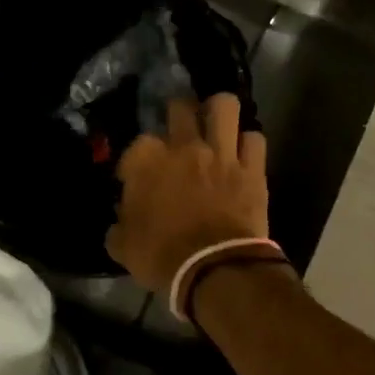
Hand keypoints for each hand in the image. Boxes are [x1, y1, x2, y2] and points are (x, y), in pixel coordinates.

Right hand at [106, 93, 268, 292]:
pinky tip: (243, 153)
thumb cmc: (163, 257)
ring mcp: (222, 153)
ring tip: (215, 123)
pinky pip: (254, 138)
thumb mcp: (124, 247)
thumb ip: (120, 226)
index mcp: (147, 161)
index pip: (137, 144)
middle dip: (177, 113)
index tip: (135, 177)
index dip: (135, 160)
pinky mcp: (253, 167)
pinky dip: (248, 144)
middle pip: (180, 107)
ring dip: (218, 112)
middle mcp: (184, 146)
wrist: (215, 269)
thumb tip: (120, 222)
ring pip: (224, 106)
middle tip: (178, 129)